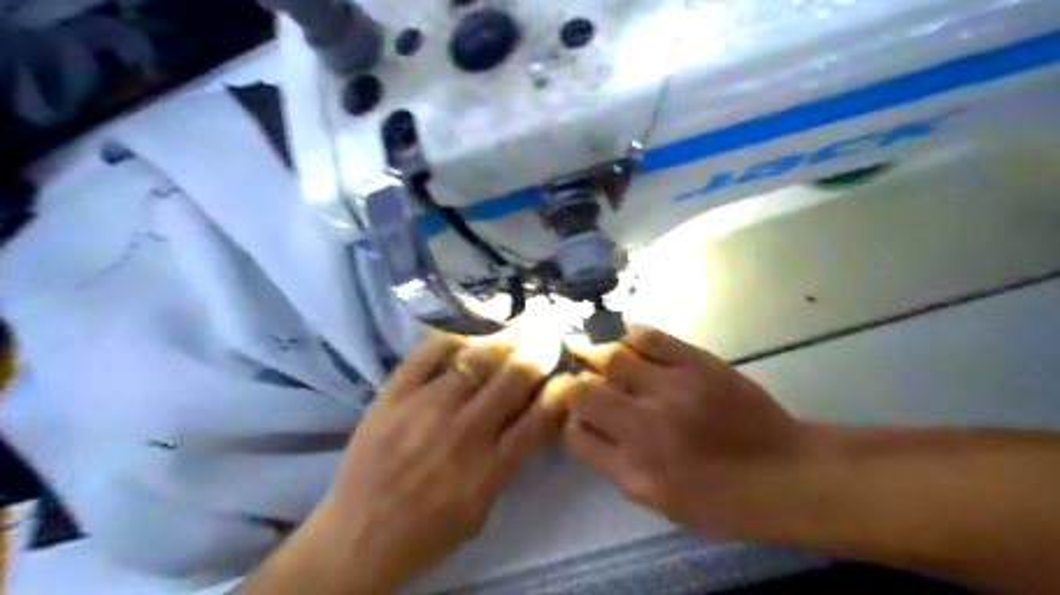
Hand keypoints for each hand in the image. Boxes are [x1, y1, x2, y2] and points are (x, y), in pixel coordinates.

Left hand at [319, 334, 556, 592]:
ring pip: (477, 360)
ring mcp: (425, 408)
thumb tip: (530, 416)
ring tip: (526, 322)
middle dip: (541, 348)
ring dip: (508, 338)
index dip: (561, 389)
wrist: (356, 536)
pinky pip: (427, 354)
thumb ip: (509, 463)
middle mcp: (463, 431)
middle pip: (514, 377)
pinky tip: (470, 337)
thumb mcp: (482, 511)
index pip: (539, 417)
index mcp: (489, 468)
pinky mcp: (393, 395)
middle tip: (553, 328)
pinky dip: (453, 340)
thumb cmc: (426, 532)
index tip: (569, 373)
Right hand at [552, 325, 807, 539]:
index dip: (568, 421)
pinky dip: (630, 336)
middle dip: (571, 384)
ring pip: (612, 359)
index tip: (574, 414)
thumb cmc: (722, 501)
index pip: (576, 436)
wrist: (786, 474)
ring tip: (590, 351)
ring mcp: (674, 391)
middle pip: (584, 393)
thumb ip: (616, 466)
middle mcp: (646, 429)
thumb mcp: (660, 503)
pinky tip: (625, 341)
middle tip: (573, 377)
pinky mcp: (699, 365)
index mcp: (635, 472)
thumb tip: (588, 430)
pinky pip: (651, 339)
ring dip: (594, 354)